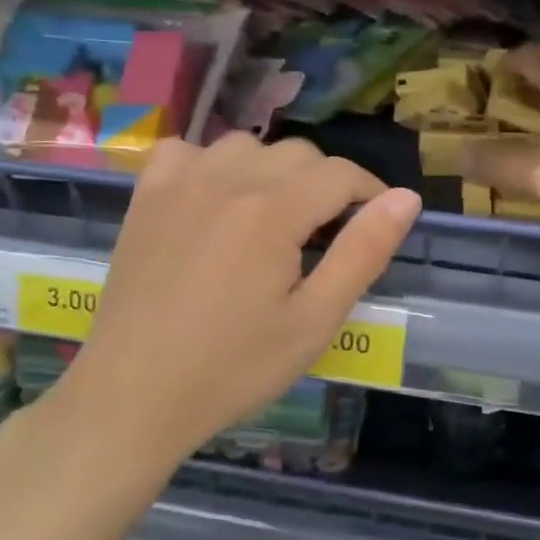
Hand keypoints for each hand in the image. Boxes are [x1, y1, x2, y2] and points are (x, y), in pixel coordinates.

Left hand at [54, 133, 421, 455]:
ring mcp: (180, 182)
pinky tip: (215, 199)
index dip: (370, 192)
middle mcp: (226, 179)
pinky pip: (189, 151)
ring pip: (247, 145)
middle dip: (326, 184)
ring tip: (274, 218)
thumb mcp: (314, 321)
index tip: (376, 221)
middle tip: (327, 235)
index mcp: (273, 211)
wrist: (134, 394)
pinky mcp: (146, 196)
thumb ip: (363, 253)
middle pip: (298, 154)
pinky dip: (212, 164)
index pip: (340, 174)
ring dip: (273, 171)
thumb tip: (405, 197)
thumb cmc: (233, 367)